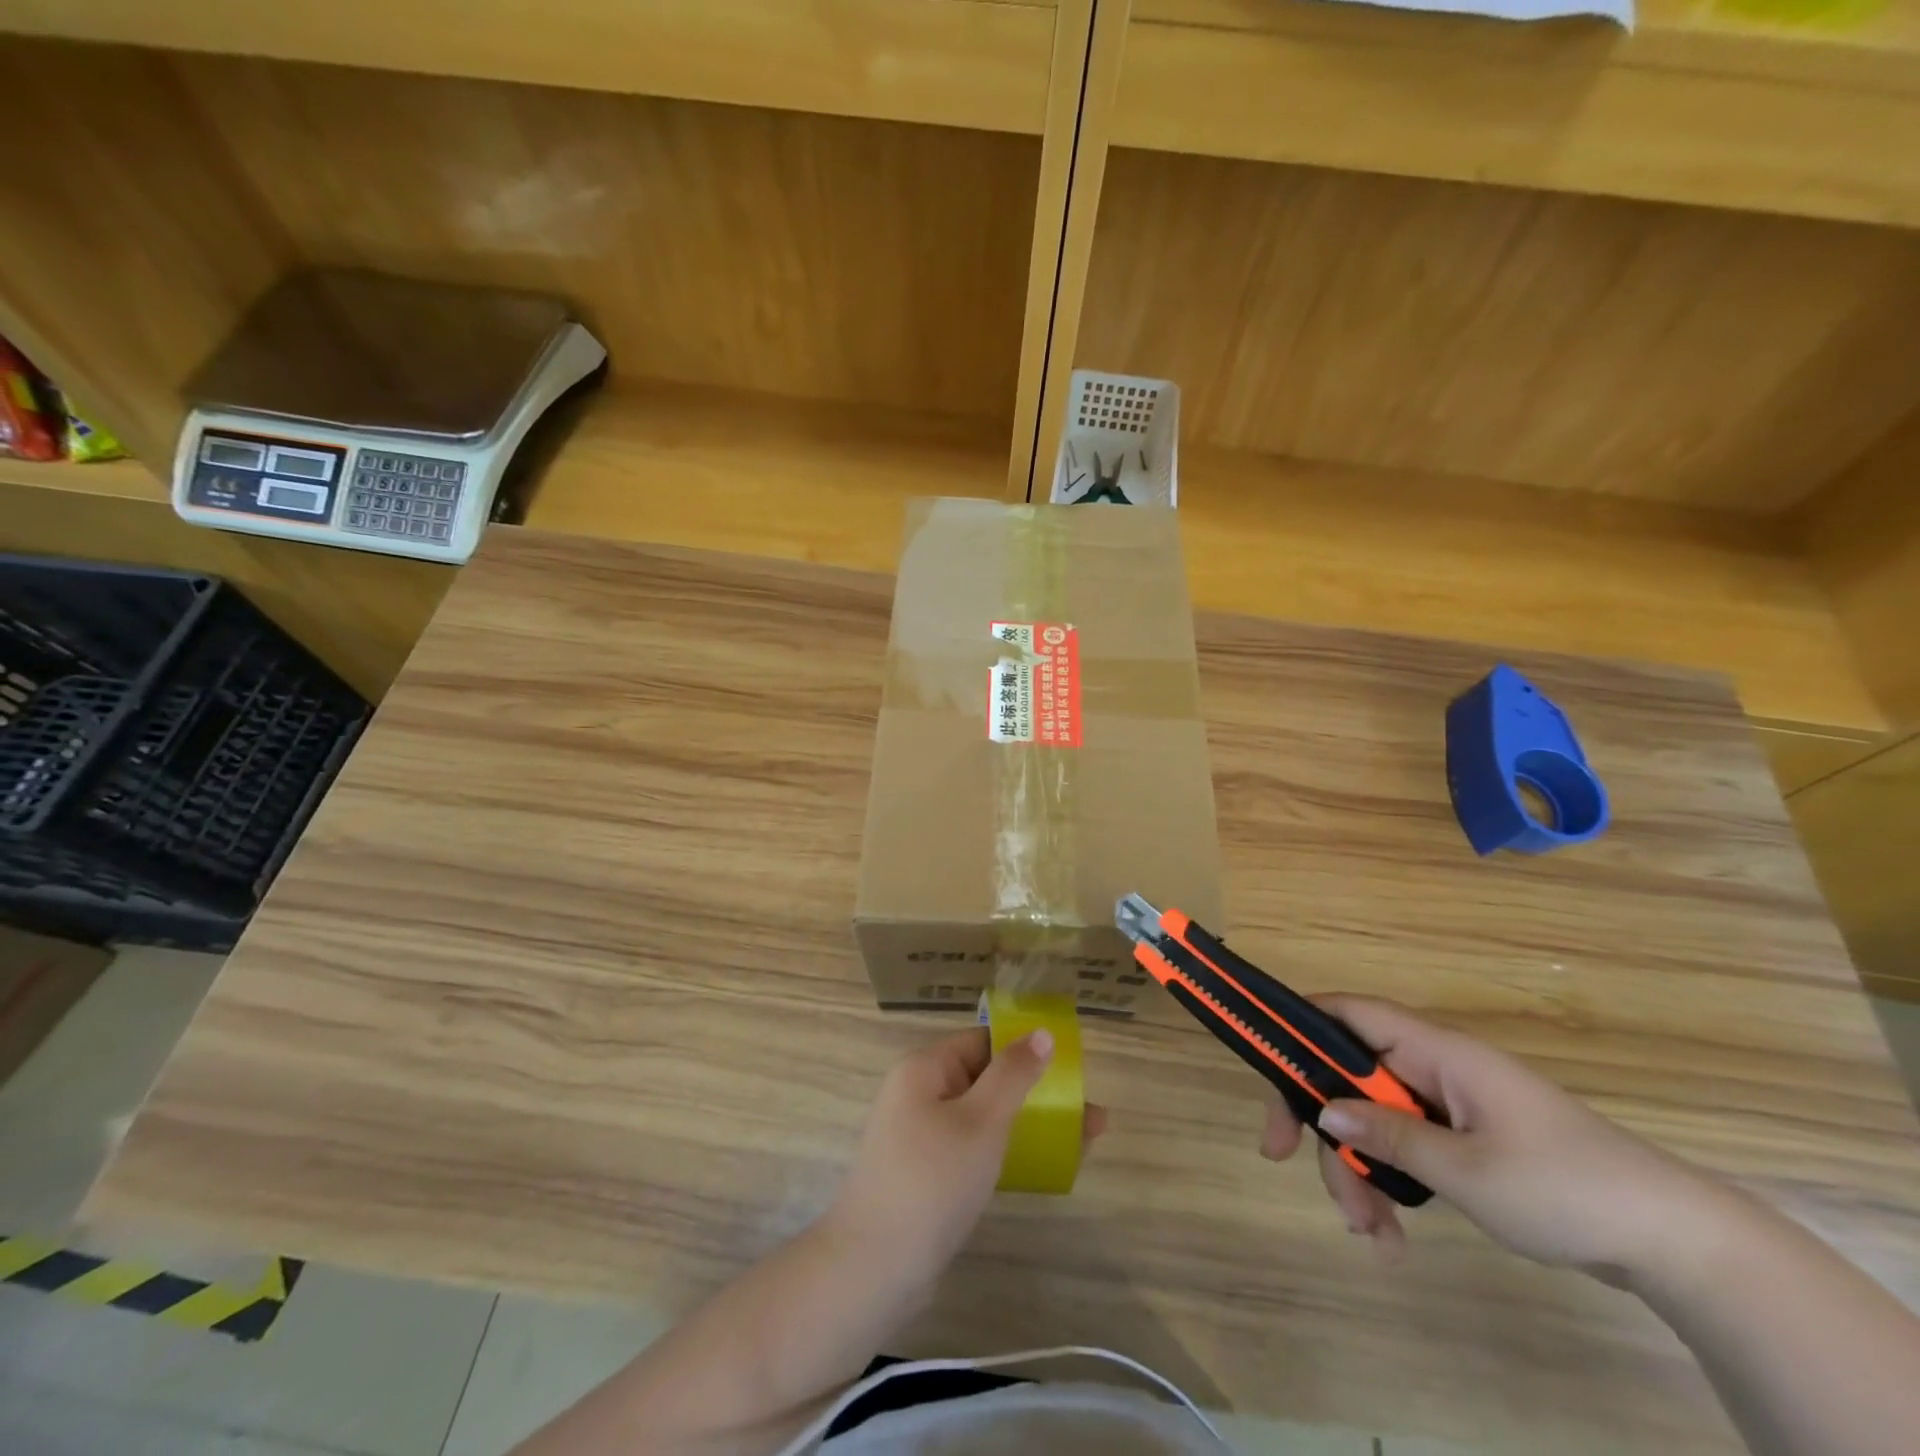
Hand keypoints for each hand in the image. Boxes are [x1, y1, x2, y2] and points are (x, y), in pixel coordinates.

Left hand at [826, 1027, 1106, 1287]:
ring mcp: (919, 1136)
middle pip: (985, 1078)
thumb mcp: (980, 1121)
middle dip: (1036, 1092)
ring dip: (1027, 1123)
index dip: (1024, 1048)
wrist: (873, 1269)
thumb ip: (1013, 1075)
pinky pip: (972, 1147)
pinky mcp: (925, 1174)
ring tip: (1082, 1141)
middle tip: (1088, 1113)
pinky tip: (1038, 1168)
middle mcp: (918, 1093)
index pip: (982, 1041)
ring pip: (983, 1116)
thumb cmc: (932, 1180)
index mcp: (924, 1068)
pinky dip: (1005, 1150)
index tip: (1069, 1065)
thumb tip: (1040, 1032)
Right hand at [1260, 995, 1717, 1282]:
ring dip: (1357, 1169)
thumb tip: (1322, 1110)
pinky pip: (1407, 1147)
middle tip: (1292, 1167)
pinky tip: (1392, 1234)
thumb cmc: (1566, 1189)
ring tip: (1368, 1234)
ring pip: (1375, 1120)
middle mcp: (1435, 1067)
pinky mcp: (1467, 1140)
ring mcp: (1451, 1105)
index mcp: (1435, 1052)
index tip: (1267, 1074)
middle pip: (1351, 1078)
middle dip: (1324, 1126)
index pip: (1346, 1013)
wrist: (1678, 1244)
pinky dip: (1390, 1184)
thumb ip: (1388, 1137)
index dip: (1298, 1028)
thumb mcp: (1466, 1170)